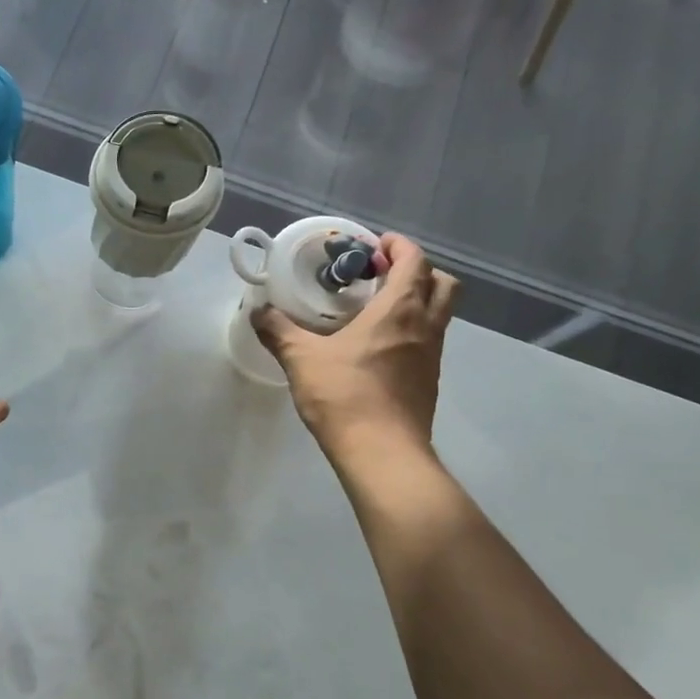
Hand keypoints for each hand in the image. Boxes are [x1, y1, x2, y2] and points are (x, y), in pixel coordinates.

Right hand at [254, 233, 457, 456]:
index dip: (399, 247)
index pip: (415, 262)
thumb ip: (279, 331)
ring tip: (378, 310)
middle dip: (417, 271)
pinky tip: (378, 348)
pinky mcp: (428, 382)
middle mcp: (425, 327)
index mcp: (399, 310)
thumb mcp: (302, 359)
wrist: (382, 453)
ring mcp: (432, 356)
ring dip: (417, 301)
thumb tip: (257, 311)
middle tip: (383, 275)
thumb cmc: (344, 396)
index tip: (375, 246)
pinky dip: (411, 331)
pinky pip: (428, 342)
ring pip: (438, 314)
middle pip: (441, 284)